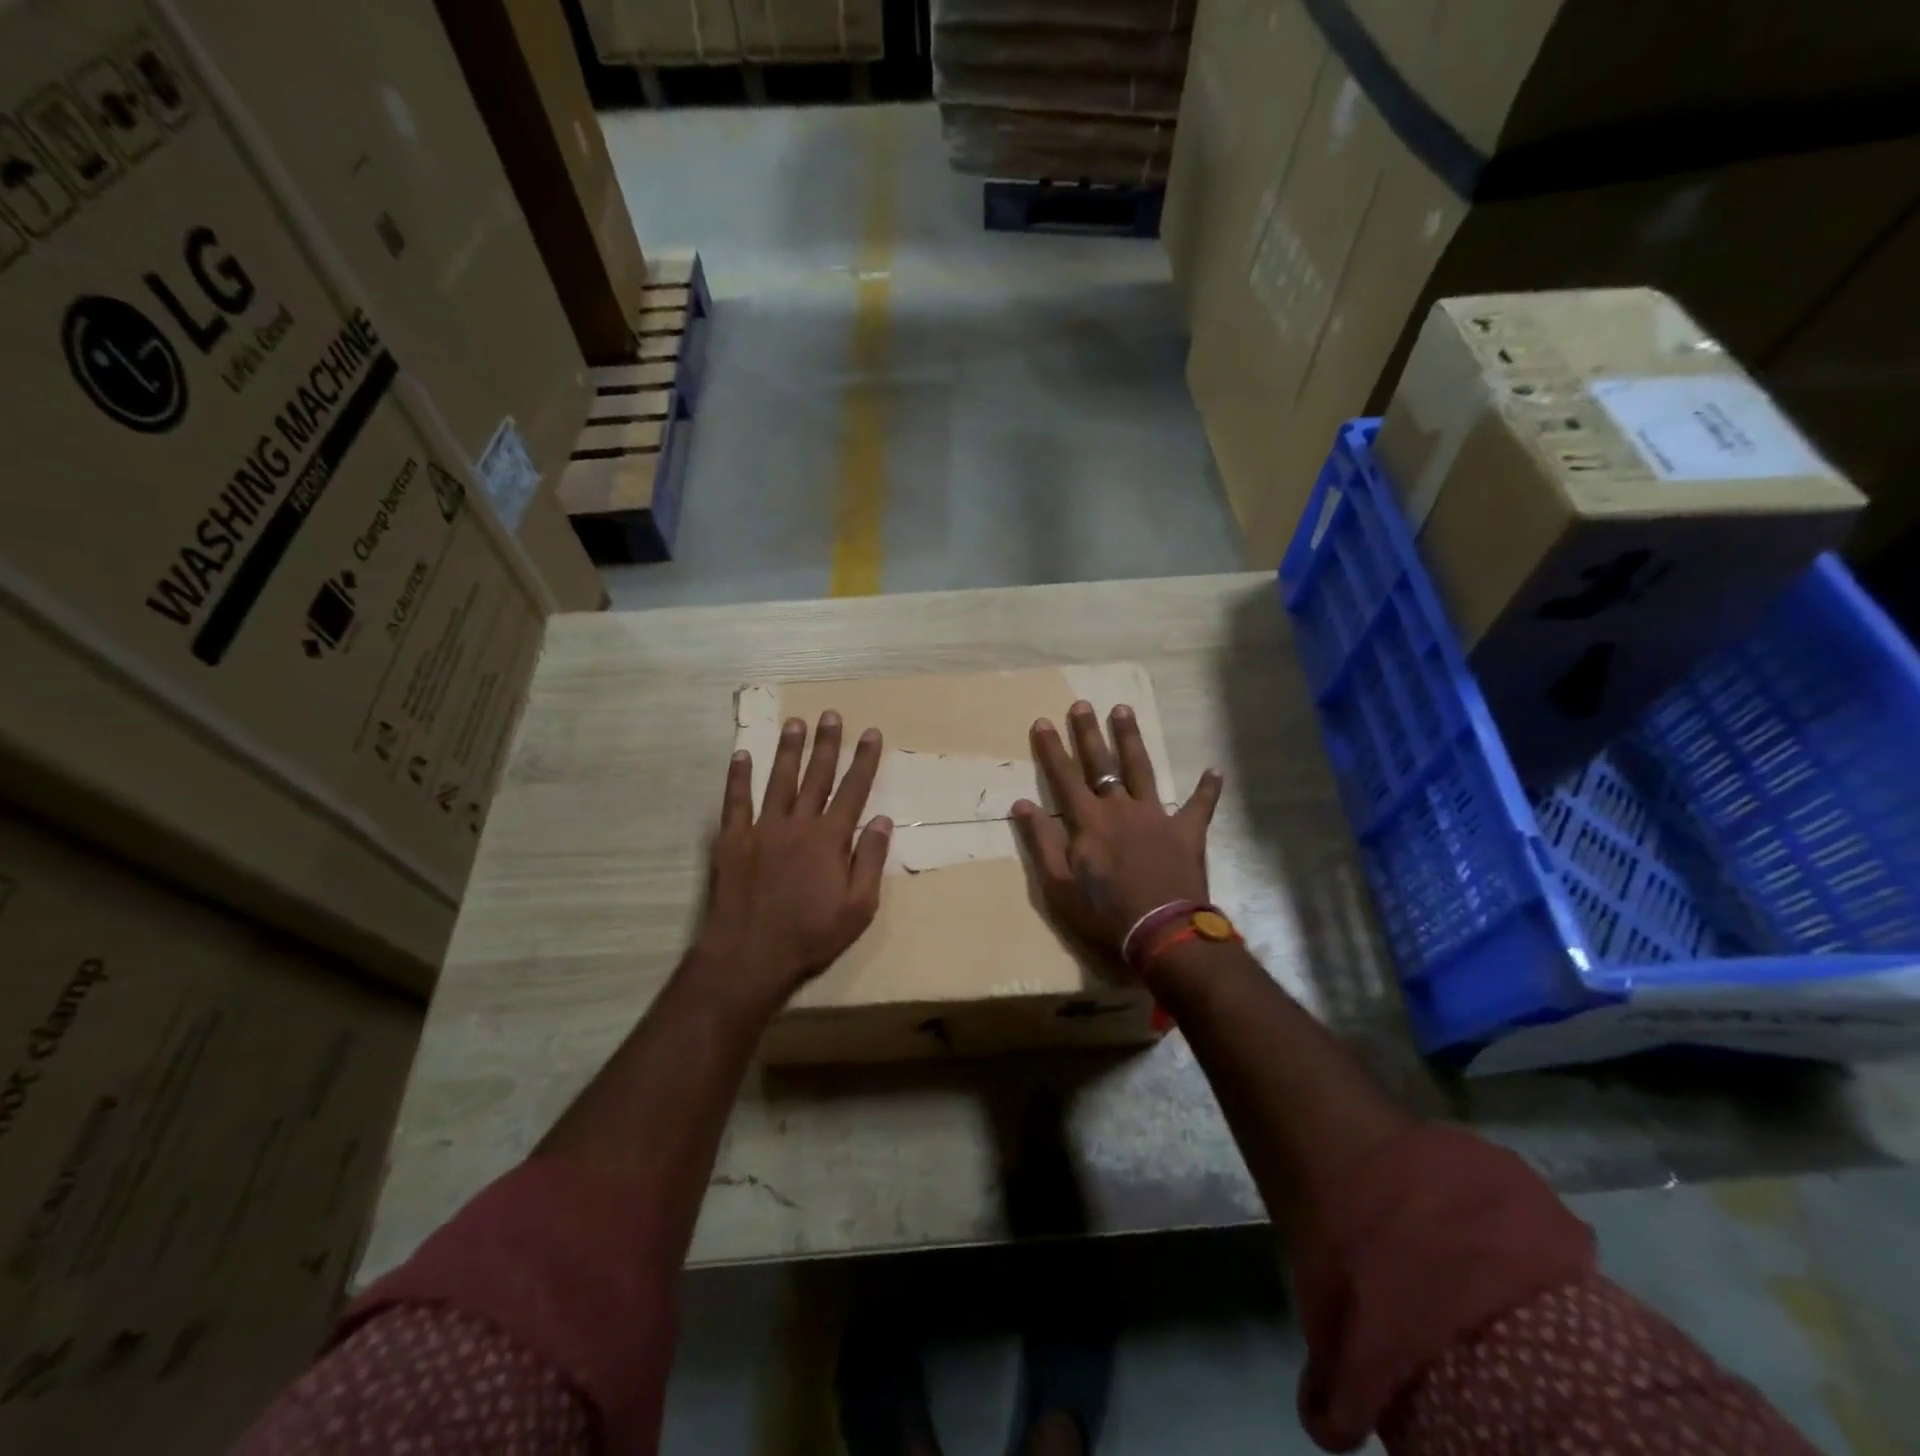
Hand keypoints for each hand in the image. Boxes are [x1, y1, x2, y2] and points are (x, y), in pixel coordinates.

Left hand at [696, 712, 892, 1016]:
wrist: (749, 957)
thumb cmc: (811, 936)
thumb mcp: (859, 908)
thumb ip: (870, 861)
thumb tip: (882, 820)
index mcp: (830, 839)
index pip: (853, 790)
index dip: (864, 760)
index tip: (871, 733)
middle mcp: (798, 824)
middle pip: (816, 776)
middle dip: (826, 744)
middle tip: (831, 715)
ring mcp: (762, 829)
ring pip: (779, 780)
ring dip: (788, 750)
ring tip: (795, 723)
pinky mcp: (732, 840)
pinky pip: (735, 801)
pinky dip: (738, 777)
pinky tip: (741, 755)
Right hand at [1011, 700, 1222, 962]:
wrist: (1162, 933)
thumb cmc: (1104, 913)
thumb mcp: (1058, 884)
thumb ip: (1041, 841)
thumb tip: (1021, 804)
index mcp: (1088, 821)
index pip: (1064, 776)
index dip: (1051, 749)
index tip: (1043, 722)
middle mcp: (1120, 808)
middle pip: (1101, 763)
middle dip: (1088, 733)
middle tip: (1082, 704)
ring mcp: (1156, 816)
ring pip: (1141, 769)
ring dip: (1131, 739)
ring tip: (1123, 710)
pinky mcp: (1186, 832)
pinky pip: (1200, 805)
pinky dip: (1207, 789)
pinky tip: (1213, 770)